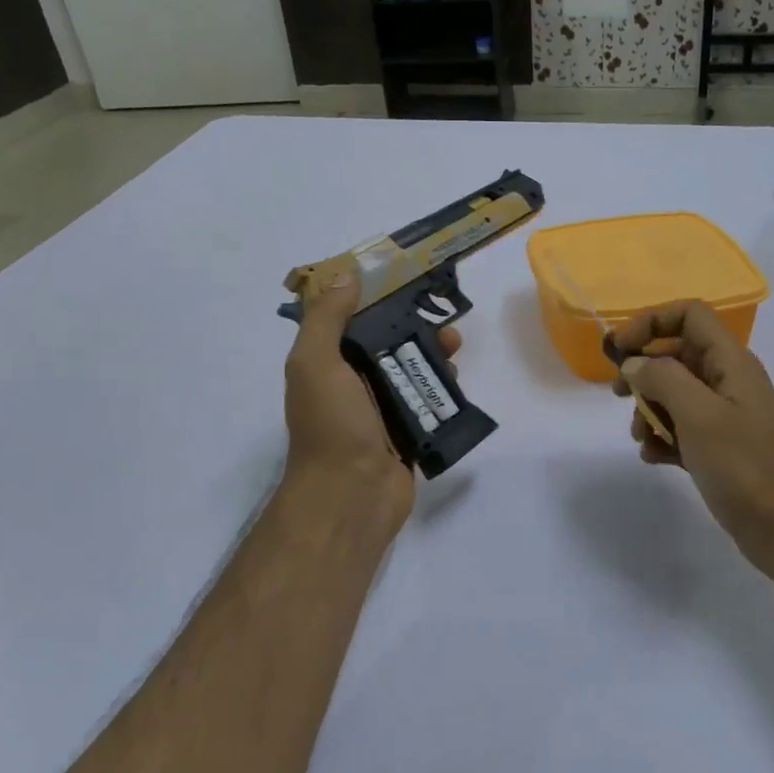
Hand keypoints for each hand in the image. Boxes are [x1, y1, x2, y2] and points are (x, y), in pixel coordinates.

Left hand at [284, 258, 461, 524]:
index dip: (377, 299)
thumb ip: (326, 319)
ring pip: (412, 373)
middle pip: (388, 346)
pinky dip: (443, 390)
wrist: (351, 495)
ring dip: (434, 357)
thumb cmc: (331, 425)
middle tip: (444, 320)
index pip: (352, 322)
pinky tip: (457, 381)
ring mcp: (381, 412)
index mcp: (327, 365)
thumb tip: (347, 277)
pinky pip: (428, 403)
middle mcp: (352, 385)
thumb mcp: (315, 363)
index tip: (407, 281)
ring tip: (456, 348)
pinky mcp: (408, 433)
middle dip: (415, 329)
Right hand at [613, 301, 773, 584]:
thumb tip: (634, 363)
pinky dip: (663, 438)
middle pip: (677, 356)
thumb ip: (662, 379)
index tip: (619, 350)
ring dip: (650, 411)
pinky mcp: (719, 448)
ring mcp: (725, 416)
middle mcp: (728, 381)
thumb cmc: (743, 465)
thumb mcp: (698, 414)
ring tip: (642, 438)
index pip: (690, 315)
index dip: (651, 322)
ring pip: (675, 395)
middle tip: (620, 396)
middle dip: (645, 373)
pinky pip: (682, 429)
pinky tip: (655, 458)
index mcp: (731, 362)